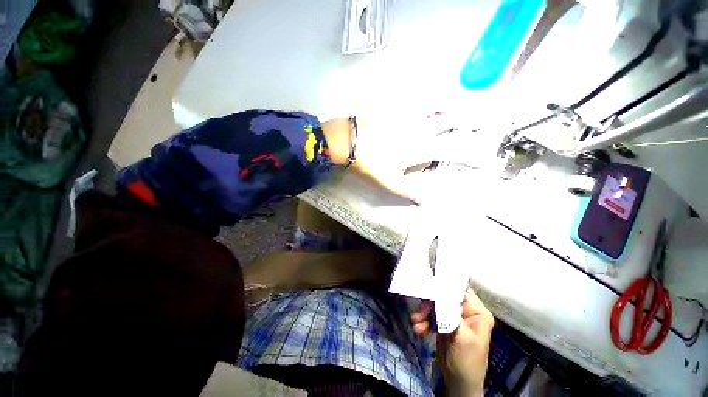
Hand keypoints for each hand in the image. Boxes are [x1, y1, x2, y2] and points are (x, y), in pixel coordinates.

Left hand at [321, 114, 501, 203]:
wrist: (348, 141)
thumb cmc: (370, 163)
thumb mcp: (390, 182)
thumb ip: (410, 191)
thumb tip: (428, 203)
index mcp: (420, 147)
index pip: (452, 150)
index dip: (470, 156)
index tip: (484, 160)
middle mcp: (419, 128)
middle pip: (451, 120)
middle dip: (473, 118)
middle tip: (490, 116)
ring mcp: (407, 116)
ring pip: (436, 106)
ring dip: (455, 104)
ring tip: (471, 101)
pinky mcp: (395, 108)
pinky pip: (415, 100)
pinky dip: (428, 99)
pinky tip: (433, 97)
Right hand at [411, 289, 493, 396]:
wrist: (459, 384)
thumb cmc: (467, 362)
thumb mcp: (462, 337)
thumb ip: (451, 314)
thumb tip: (439, 292)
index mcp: (477, 312)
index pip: (460, 290)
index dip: (444, 286)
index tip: (428, 285)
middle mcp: (466, 311)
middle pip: (445, 297)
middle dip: (431, 303)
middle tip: (420, 310)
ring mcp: (453, 317)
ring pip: (436, 305)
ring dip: (424, 313)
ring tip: (416, 322)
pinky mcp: (444, 324)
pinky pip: (431, 316)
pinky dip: (424, 321)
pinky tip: (419, 329)